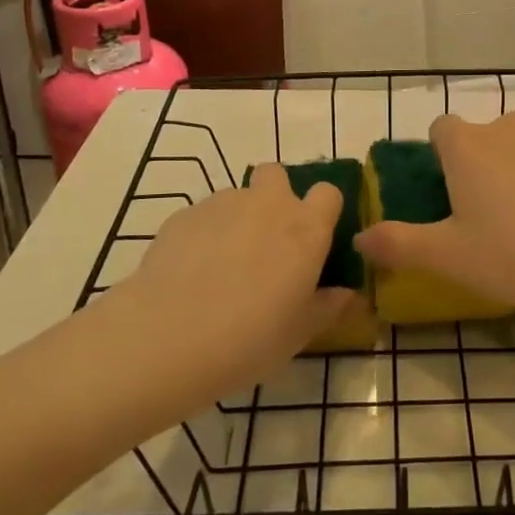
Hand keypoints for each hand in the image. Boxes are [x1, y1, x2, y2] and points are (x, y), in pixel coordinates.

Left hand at [106, 165, 350, 413]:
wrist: (168, 336)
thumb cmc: (250, 338)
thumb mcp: (299, 333)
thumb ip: (327, 307)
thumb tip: (347, 294)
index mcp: (306, 229)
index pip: (328, 193)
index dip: (322, 212)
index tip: (314, 240)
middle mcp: (268, 204)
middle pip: (277, 175)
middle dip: (275, 197)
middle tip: (267, 242)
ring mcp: (223, 204)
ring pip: (238, 198)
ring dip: (238, 220)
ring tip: (223, 267)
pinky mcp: (184, 214)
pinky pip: (204, 216)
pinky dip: (204, 235)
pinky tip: (191, 274)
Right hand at [356, 112, 514, 331]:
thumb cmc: (513, 255)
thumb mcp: (447, 257)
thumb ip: (397, 244)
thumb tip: (359, 238)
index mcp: (466, 146)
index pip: (441, 129)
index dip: (443, 156)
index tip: (452, 192)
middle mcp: (507, 126)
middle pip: (485, 137)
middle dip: (485, 164)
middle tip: (492, 215)